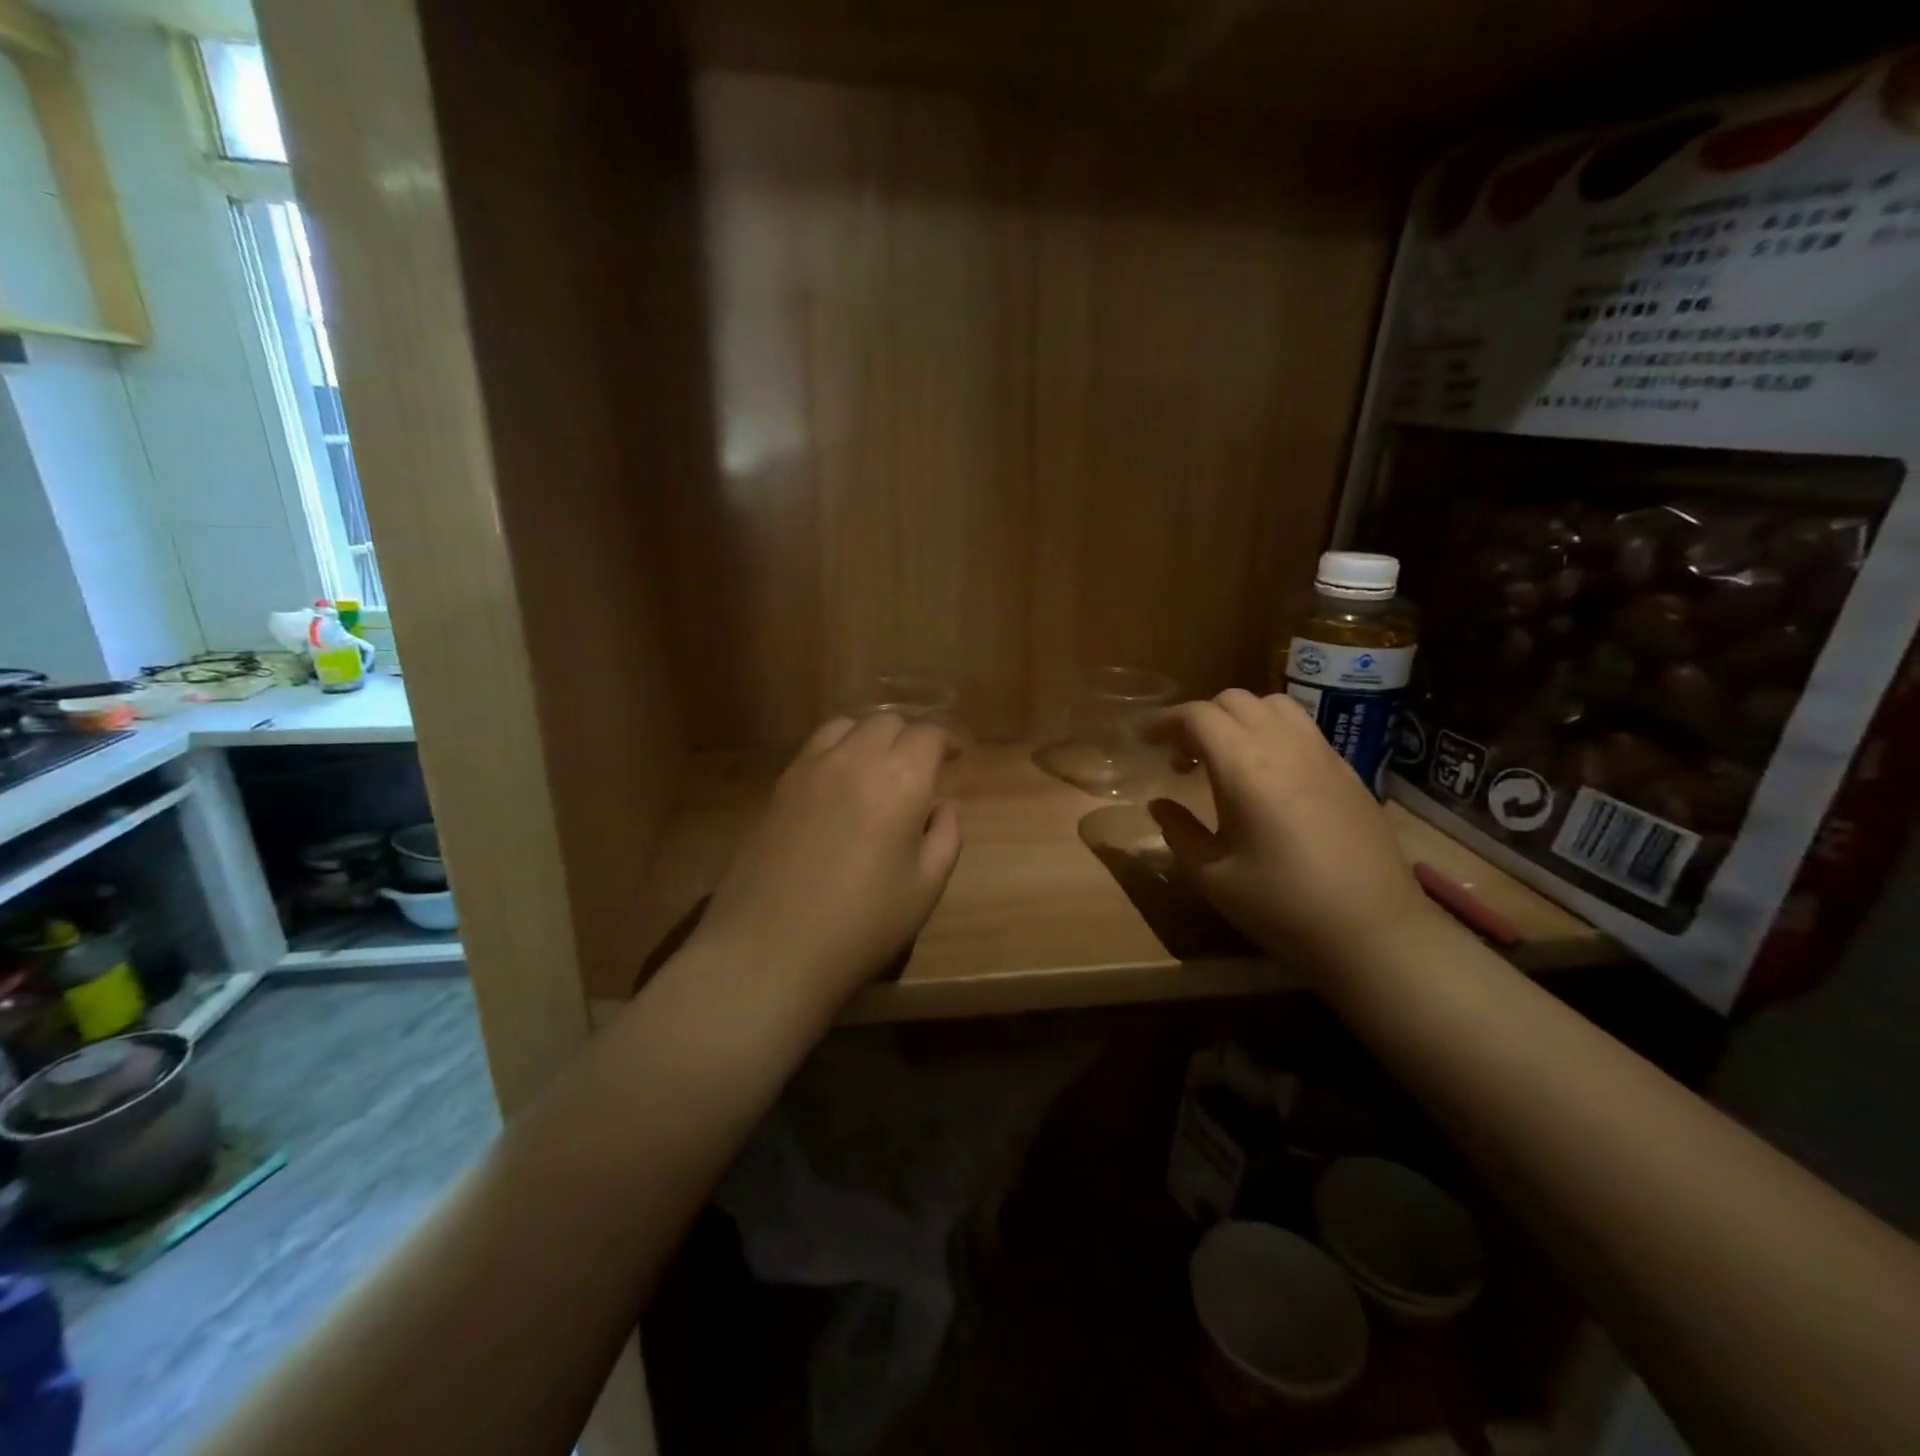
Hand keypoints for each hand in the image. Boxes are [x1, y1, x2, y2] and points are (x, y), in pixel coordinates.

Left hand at [690, 713, 962, 1016]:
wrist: (770, 949)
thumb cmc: (861, 925)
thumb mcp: (924, 889)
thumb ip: (946, 838)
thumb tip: (943, 808)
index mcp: (900, 779)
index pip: (928, 734)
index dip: (946, 740)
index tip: (953, 757)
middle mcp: (855, 758)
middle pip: (887, 721)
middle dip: (909, 737)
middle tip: (919, 768)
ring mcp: (810, 767)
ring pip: (847, 725)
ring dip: (870, 736)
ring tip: (877, 766)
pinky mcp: (779, 785)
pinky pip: (815, 746)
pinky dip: (837, 748)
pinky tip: (839, 782)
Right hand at [1141, 690, 1433, 963]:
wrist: (1373, 931)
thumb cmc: (1282, 906)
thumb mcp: (1212, 876)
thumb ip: (1179, 832)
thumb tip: (1160, 805)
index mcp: (1243, 766)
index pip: (1196, 716)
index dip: (1164, 721)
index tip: (1144, 741)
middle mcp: (1283, 745)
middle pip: (1233, 700)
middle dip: (1198, 718)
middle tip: (1180, 756)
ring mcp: (1321, 754)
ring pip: (1273, 705)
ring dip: (1239, 717)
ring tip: (1226, 755)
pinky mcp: (1347, 771)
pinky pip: (1302, 728)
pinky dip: (1272, 731)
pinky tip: (1268, 774)